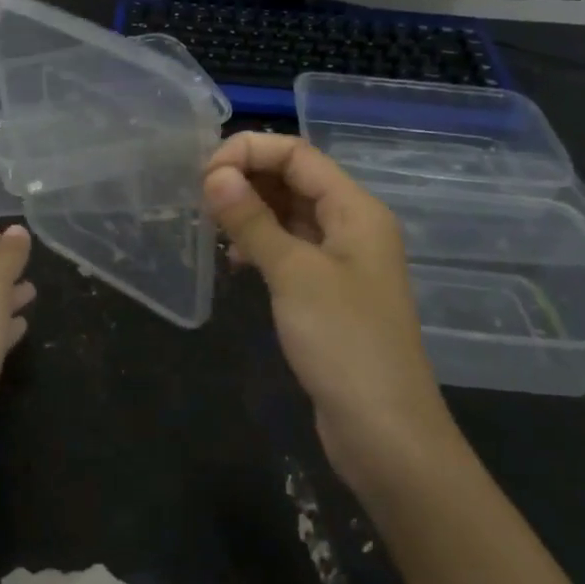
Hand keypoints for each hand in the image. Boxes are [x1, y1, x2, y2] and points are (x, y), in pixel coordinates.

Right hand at [203, 134, 455, 496]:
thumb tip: (214, 175)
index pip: (297, 154)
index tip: (203, 176)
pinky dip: (259, 245)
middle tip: (200, 201)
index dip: (249, 152)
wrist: (384, 431)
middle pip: (294, 179)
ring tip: (211, 227)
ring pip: (289, 215)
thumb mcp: (293, 273)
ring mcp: (341, 261)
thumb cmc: (343, 342)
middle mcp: (352, 225)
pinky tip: (234, 262)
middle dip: (247, 179)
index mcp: (355, 209)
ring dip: (249, 212)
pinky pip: (289, 249)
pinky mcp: (327, 293)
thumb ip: (253, 220)